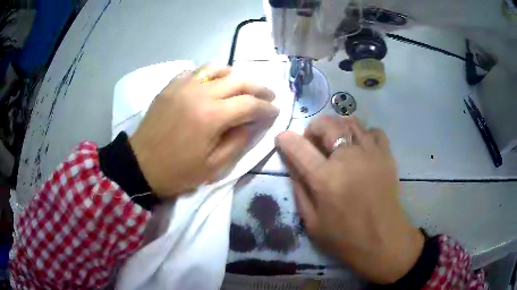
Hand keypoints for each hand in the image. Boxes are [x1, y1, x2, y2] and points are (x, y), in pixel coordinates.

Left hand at [130, 64, 278, 197]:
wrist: (141, 165)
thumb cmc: (177, 172)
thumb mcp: (214, 166)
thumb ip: (238, 141)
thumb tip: (253, 123)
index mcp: (212, 116)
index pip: (250, 104)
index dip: (267, 107)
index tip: (276, 111)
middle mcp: (200, 93)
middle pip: (238, 80)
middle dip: (259, 87)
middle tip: (268, 95)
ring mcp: (183, 86)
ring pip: (217, 68)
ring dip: (234, 75)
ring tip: (241, 87)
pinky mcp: (170, 86)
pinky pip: (195, 71)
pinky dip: (209, 75)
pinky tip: (211, 85)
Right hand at [275, 116, 423, 283]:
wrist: (383, 240)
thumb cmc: (345, 237)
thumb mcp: (312, 223)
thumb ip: (300, 191)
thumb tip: (293, 166)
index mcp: (325, 179)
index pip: (299, 148)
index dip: (286, 139)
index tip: (282, 139)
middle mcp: (348, 159)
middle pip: (327, 124)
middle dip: (314, 127)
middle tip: (313, 141)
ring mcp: (371, 154)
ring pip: (351, 122)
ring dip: (338, 128)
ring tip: (337, 142)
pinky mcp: (387, 156)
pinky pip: (374, 131)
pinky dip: (364, 134)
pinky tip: (362, 148)